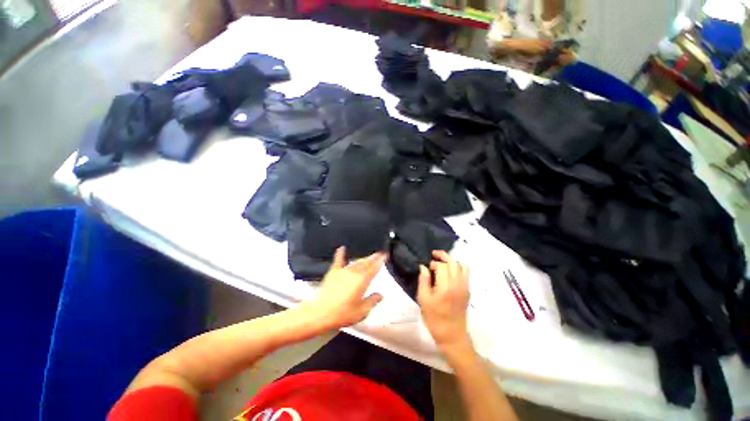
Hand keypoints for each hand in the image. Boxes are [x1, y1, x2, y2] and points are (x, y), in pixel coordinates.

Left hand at [300, 247, 385, 330]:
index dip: (380, 261)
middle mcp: (354, 272)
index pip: (374, 268)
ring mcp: (343, 271)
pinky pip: (338, 261)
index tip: (385, 255)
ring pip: (355, 262)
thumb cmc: (343, 313)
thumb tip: (380, 294)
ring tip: (368, 256)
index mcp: (362, 280)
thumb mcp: (362, 311)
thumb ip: (372, 301)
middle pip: (365, 263)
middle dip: (373, 257)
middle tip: (379, 253)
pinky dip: (340, 254)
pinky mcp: (333, 272)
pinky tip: (342, 248)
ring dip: (363, 259)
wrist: (320, 313)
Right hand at [418, 251, 471, 351]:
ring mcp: (465, 287)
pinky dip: (458, 268)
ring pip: (462, 265)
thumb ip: (423, 280)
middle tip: (434, 255)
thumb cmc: (434, 318)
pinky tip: (449, 273)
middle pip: (454, 262)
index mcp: (446, 287)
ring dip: (452, 261)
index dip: (433, 263)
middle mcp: (458, 284)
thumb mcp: (423, 299)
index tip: (427, 268)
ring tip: (443, 263)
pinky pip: (466, 273)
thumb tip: (423, 267)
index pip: (442, 266)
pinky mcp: (468, 291)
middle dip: (443, 256)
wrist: (451, 335)